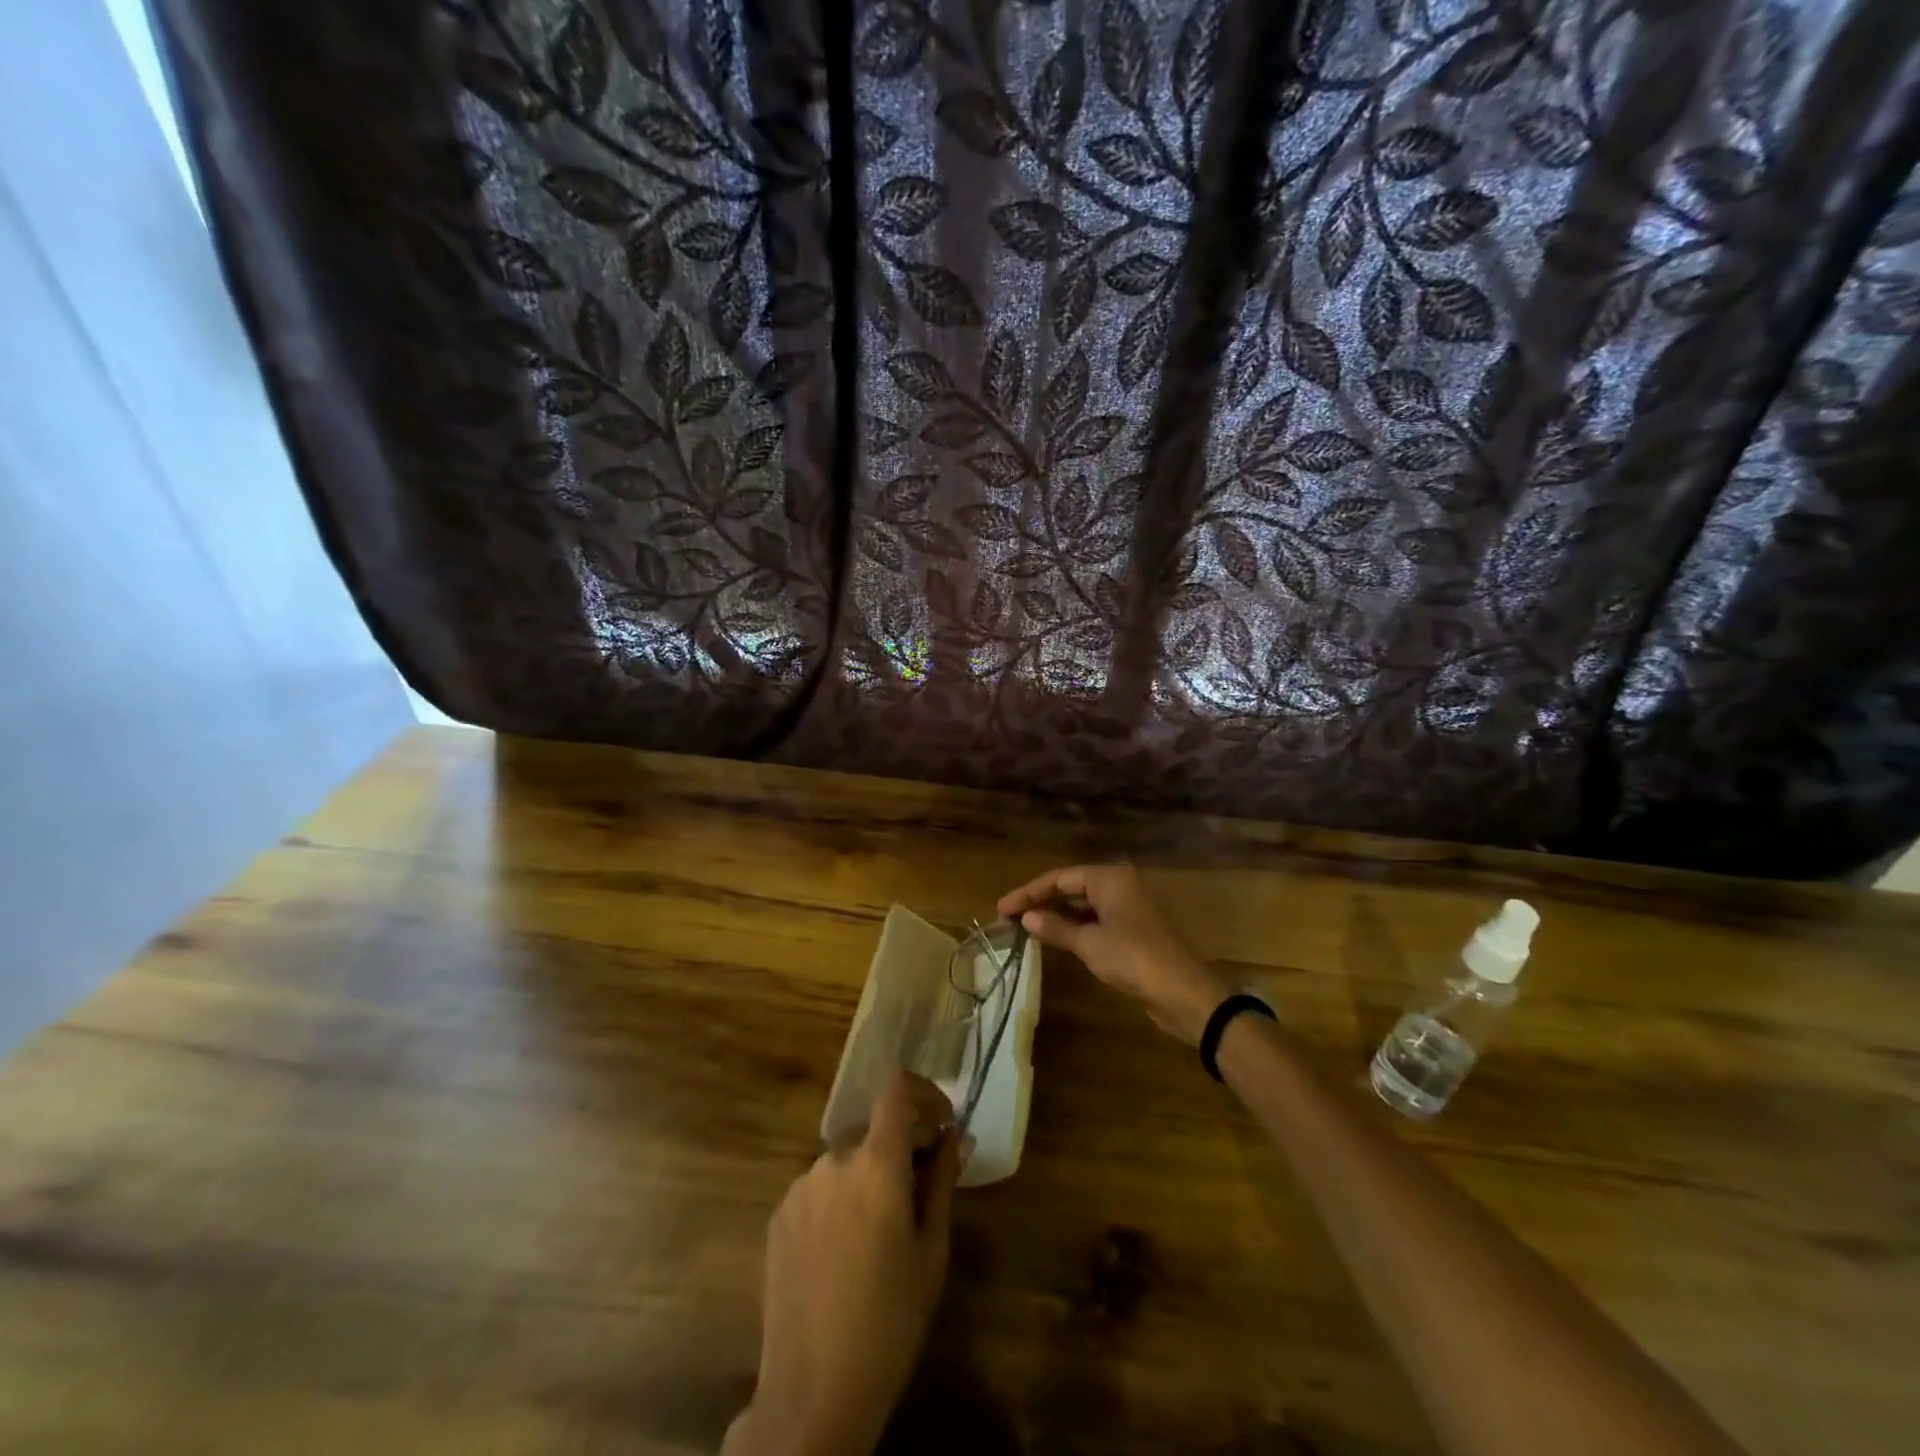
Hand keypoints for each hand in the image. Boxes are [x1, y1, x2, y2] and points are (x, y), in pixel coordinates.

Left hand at [725, 1071, 964, 1455]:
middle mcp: (834, 1159)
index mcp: (876, 1162)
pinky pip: (820, 1187)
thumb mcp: (931, 1251)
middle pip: (874, 1128)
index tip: (942, 1123)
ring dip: (869, 1173)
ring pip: (846, 1159)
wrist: (812, 1392)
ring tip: (882, 1229)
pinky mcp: (779, 1215)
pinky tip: (846, 1249)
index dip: (924, 1092)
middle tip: (923, 1185)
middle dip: (902, 1143)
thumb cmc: (889, 1321)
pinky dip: (840, 1198)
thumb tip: (956, 1137)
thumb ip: (942, 1182)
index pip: (896, 1088)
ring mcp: (800, 1186)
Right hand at [998, 864, 1229, 1045]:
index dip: (1027, 893)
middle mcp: (1119, 886)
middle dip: (1039, 902)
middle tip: (1008, 918)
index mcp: (1110, 878)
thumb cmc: (1134, 960)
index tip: (1001, 909)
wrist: (1185, 994)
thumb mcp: (1089, 944)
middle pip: (1070, 887)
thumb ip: (1056, 927)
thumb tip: (1027, 917)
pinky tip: (1055, 938)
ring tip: (1025, 928)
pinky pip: (1094, 920)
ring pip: (1082, 905)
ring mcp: (1127, 908)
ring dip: (1055, 915)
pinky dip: (1073, 927)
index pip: (1059, 878)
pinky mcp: (1132, 931)